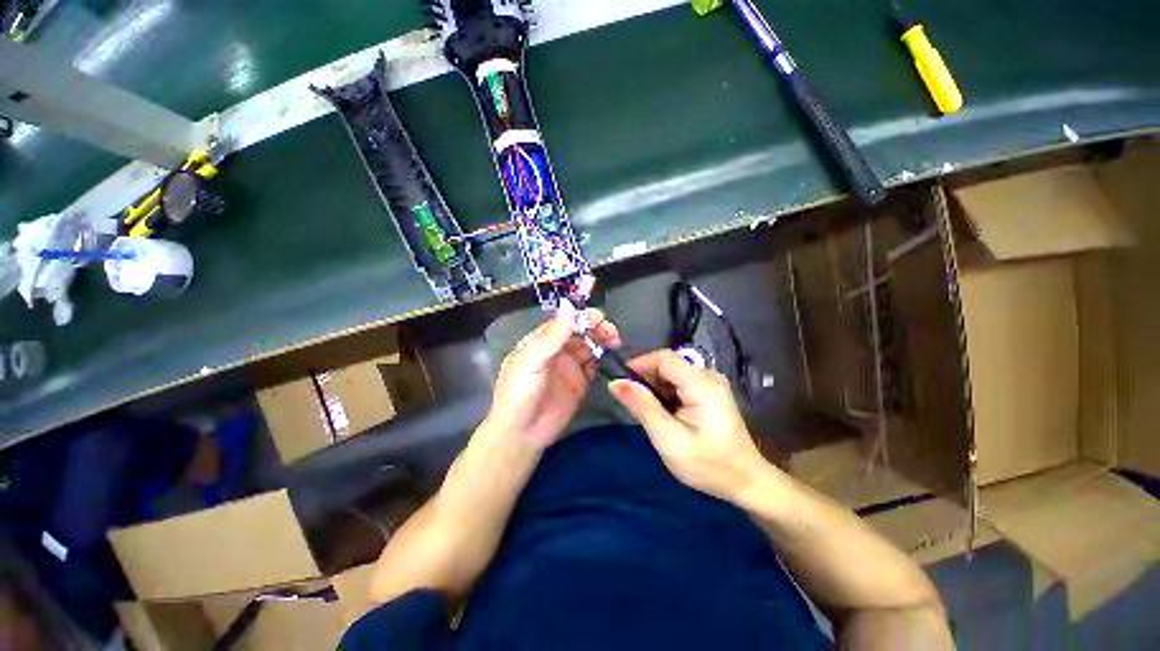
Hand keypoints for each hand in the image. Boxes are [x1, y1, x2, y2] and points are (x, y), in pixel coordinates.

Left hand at [485, 304, 620, 448]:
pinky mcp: (580, 381)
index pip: (564, 321)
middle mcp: (557, 349)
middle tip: (611, 331)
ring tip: (615, 341)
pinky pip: (595, 364)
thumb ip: (553, 335)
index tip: (598, 316)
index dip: (581, 315)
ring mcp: (570, 365)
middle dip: (596, 327)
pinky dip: (604, 358)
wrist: (522, 433)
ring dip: (603, 340)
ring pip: (590, 345)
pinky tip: (611, 356)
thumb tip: (569, 303)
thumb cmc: (520, 392)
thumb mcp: (532, 360)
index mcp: (541, 340)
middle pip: (581, 331)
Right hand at [609, 349, 767, 503]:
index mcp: (702, 384)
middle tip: (631, 402)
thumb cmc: (708, 465)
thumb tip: (616, 382)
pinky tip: (662, 413)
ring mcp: (710, 383)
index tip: (619, 382)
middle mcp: (708, 376)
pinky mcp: (709, 392)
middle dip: (645, 378)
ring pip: (671, 373)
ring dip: (654, 387)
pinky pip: (679, 383)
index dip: (639, 364)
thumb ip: (642, 407)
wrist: (745, 482)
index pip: (664, 358)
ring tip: (646, 411)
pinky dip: (665, 393)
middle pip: (667, 364)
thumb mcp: (669, 439)